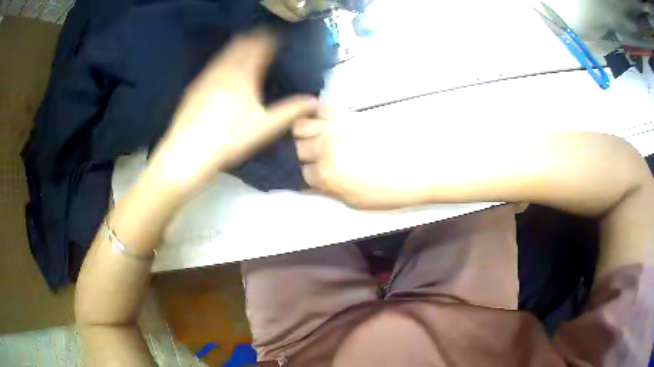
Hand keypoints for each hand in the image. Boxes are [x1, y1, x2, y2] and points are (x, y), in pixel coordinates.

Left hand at [148, 30, 317, 194]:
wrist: (187, 153)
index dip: (270, 38)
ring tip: (246, 46)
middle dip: (254, 39)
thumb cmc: (229, 139)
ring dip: (237, 46)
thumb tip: (315, 101)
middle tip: (264, 38)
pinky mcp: (195, 87)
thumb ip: (290, 111)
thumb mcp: (264, 127)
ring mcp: (207, 76)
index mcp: (243, 74)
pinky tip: (223, 67)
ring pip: (225, 53)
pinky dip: (223, 59)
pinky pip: (213, 64)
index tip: (278, 36)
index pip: (260, 46)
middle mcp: (224, 69)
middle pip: (241, 45)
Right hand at [293, 108, 438, 208]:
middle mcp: (325, 148)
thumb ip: (327, 191)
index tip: (322, 174)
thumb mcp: (354, 200)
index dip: (313, 174)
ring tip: (320, 137)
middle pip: (299, 147)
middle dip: (307, 153)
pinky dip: (318, 113)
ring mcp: (335, 127)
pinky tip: (326, 121)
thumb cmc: (390, 189)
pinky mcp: (348, 114)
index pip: (303, 172)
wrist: (418, 166)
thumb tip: (309, 185)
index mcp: (327, 175)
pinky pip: (321, 107)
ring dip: (308, 133)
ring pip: (302, 125)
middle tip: (321, 156)